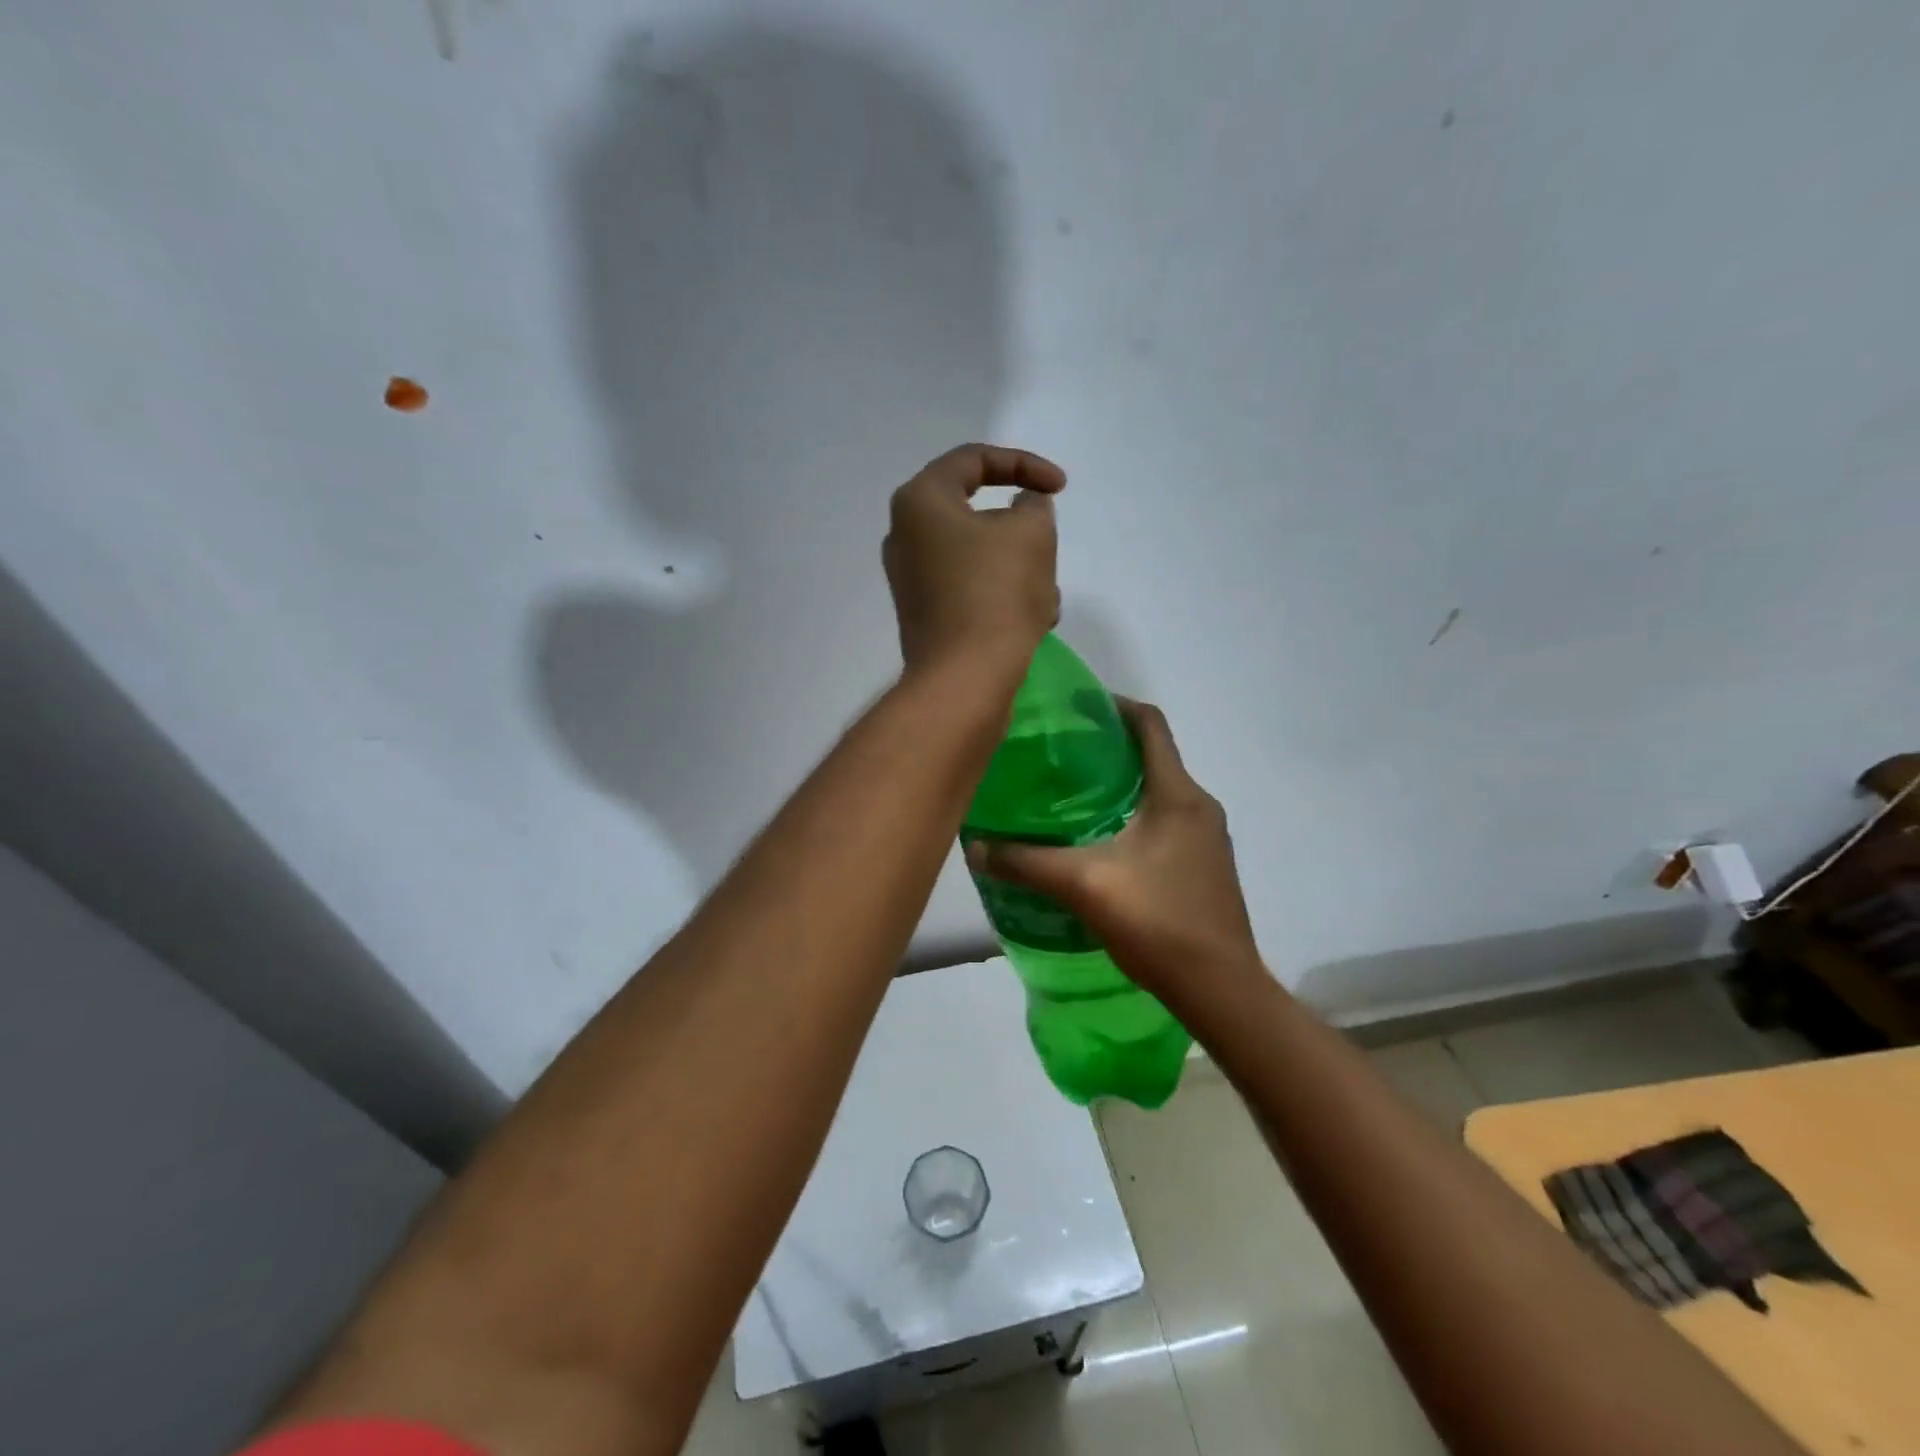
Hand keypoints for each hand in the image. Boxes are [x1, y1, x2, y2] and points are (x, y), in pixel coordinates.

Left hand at [884, 444, 1066, 674]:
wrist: (965, 679)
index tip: (1060, 487)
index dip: (1024, 464)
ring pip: (980, 557)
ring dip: (1020, 570)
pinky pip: (971, 590)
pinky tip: (1031, 622)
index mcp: (920, 501)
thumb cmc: (997, 593)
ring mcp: (912, 580)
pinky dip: (1002, 597)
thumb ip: (1033, 505)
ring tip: (1045, 597)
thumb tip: (1022, 508)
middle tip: (1048, 548)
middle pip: (977, 514)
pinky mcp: (925, 616)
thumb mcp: (1032, 532)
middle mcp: (905, 536)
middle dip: (1023, 532)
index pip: (974, 460)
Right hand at [963, 700, 1262, 1009]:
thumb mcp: (1084, 885)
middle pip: (1153, 756)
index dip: (1113, 706)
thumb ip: (1026, 863)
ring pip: (1159, 793)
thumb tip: (975, 847)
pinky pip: (1166, 822)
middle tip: (1057, 757)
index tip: (1073, 708)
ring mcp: (1208, 839)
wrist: (1221, 991)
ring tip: (1069, 798)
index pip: (1150, 724)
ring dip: (1119, 787)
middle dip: (1107, 750)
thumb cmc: (1158, 922)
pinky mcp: (1205, 867)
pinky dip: (1133, 817)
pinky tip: (1098, 844)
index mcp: (1178, 794)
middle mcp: (1200, 806)